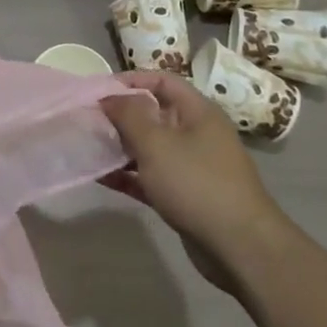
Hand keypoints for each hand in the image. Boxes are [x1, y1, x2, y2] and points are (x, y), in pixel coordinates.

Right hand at [100, 72, 284, 284]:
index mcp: (197, 112)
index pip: (162, 81)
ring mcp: (191, 166)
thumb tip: (109, 96)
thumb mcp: (156, 143)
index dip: (131, 80)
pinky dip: (129, 175)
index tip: (98, 91)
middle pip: (154, 114)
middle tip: (88, 120)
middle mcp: (196, 134)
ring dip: (121, 147)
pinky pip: (151, 177)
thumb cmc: (196, 183)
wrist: (239, 246)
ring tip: (89, 147)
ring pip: (150, 148)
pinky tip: (101, 177)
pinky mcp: (184, 195)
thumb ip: (129, 115)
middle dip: (121, 115)